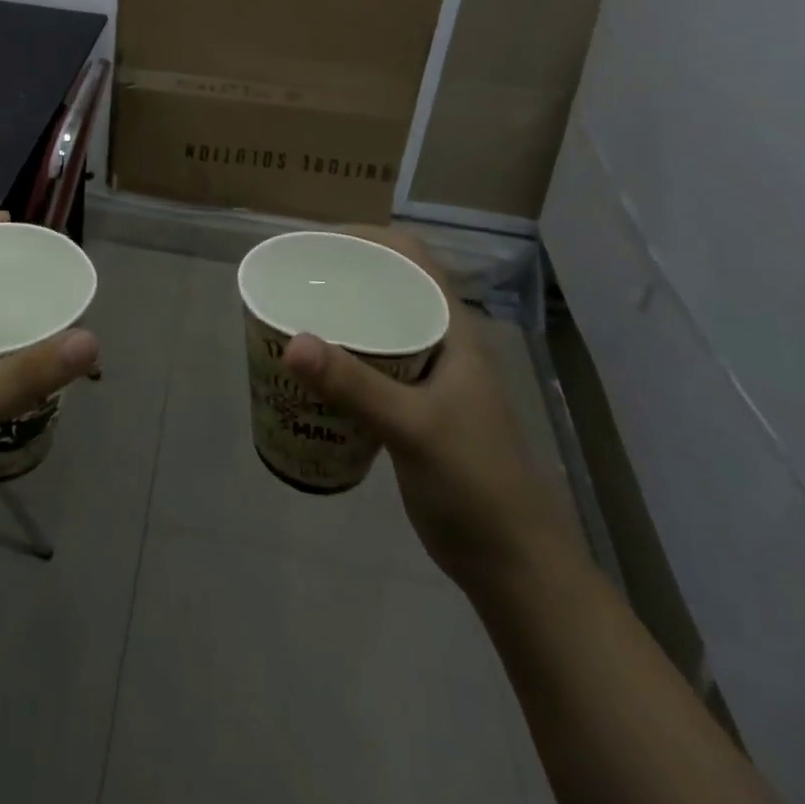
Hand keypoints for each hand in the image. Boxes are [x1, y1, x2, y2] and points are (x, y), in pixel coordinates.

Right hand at [283, 225, 580, 591]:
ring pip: (378, 328)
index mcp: (451, 329)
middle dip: (343, 276)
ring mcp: (427, 378)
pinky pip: (370, 367)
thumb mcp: (414, 429)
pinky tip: (311, 372)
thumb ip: (354, 385)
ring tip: (292, 316)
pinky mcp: (412, 410)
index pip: (411, 257)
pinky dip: (340, 360)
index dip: (367, 238)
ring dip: (340, 318)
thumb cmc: (475, 483)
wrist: (513, 564)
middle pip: (389, 287)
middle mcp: (439, 342)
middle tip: (293, 280)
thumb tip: (292, 340)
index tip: (317, 244)